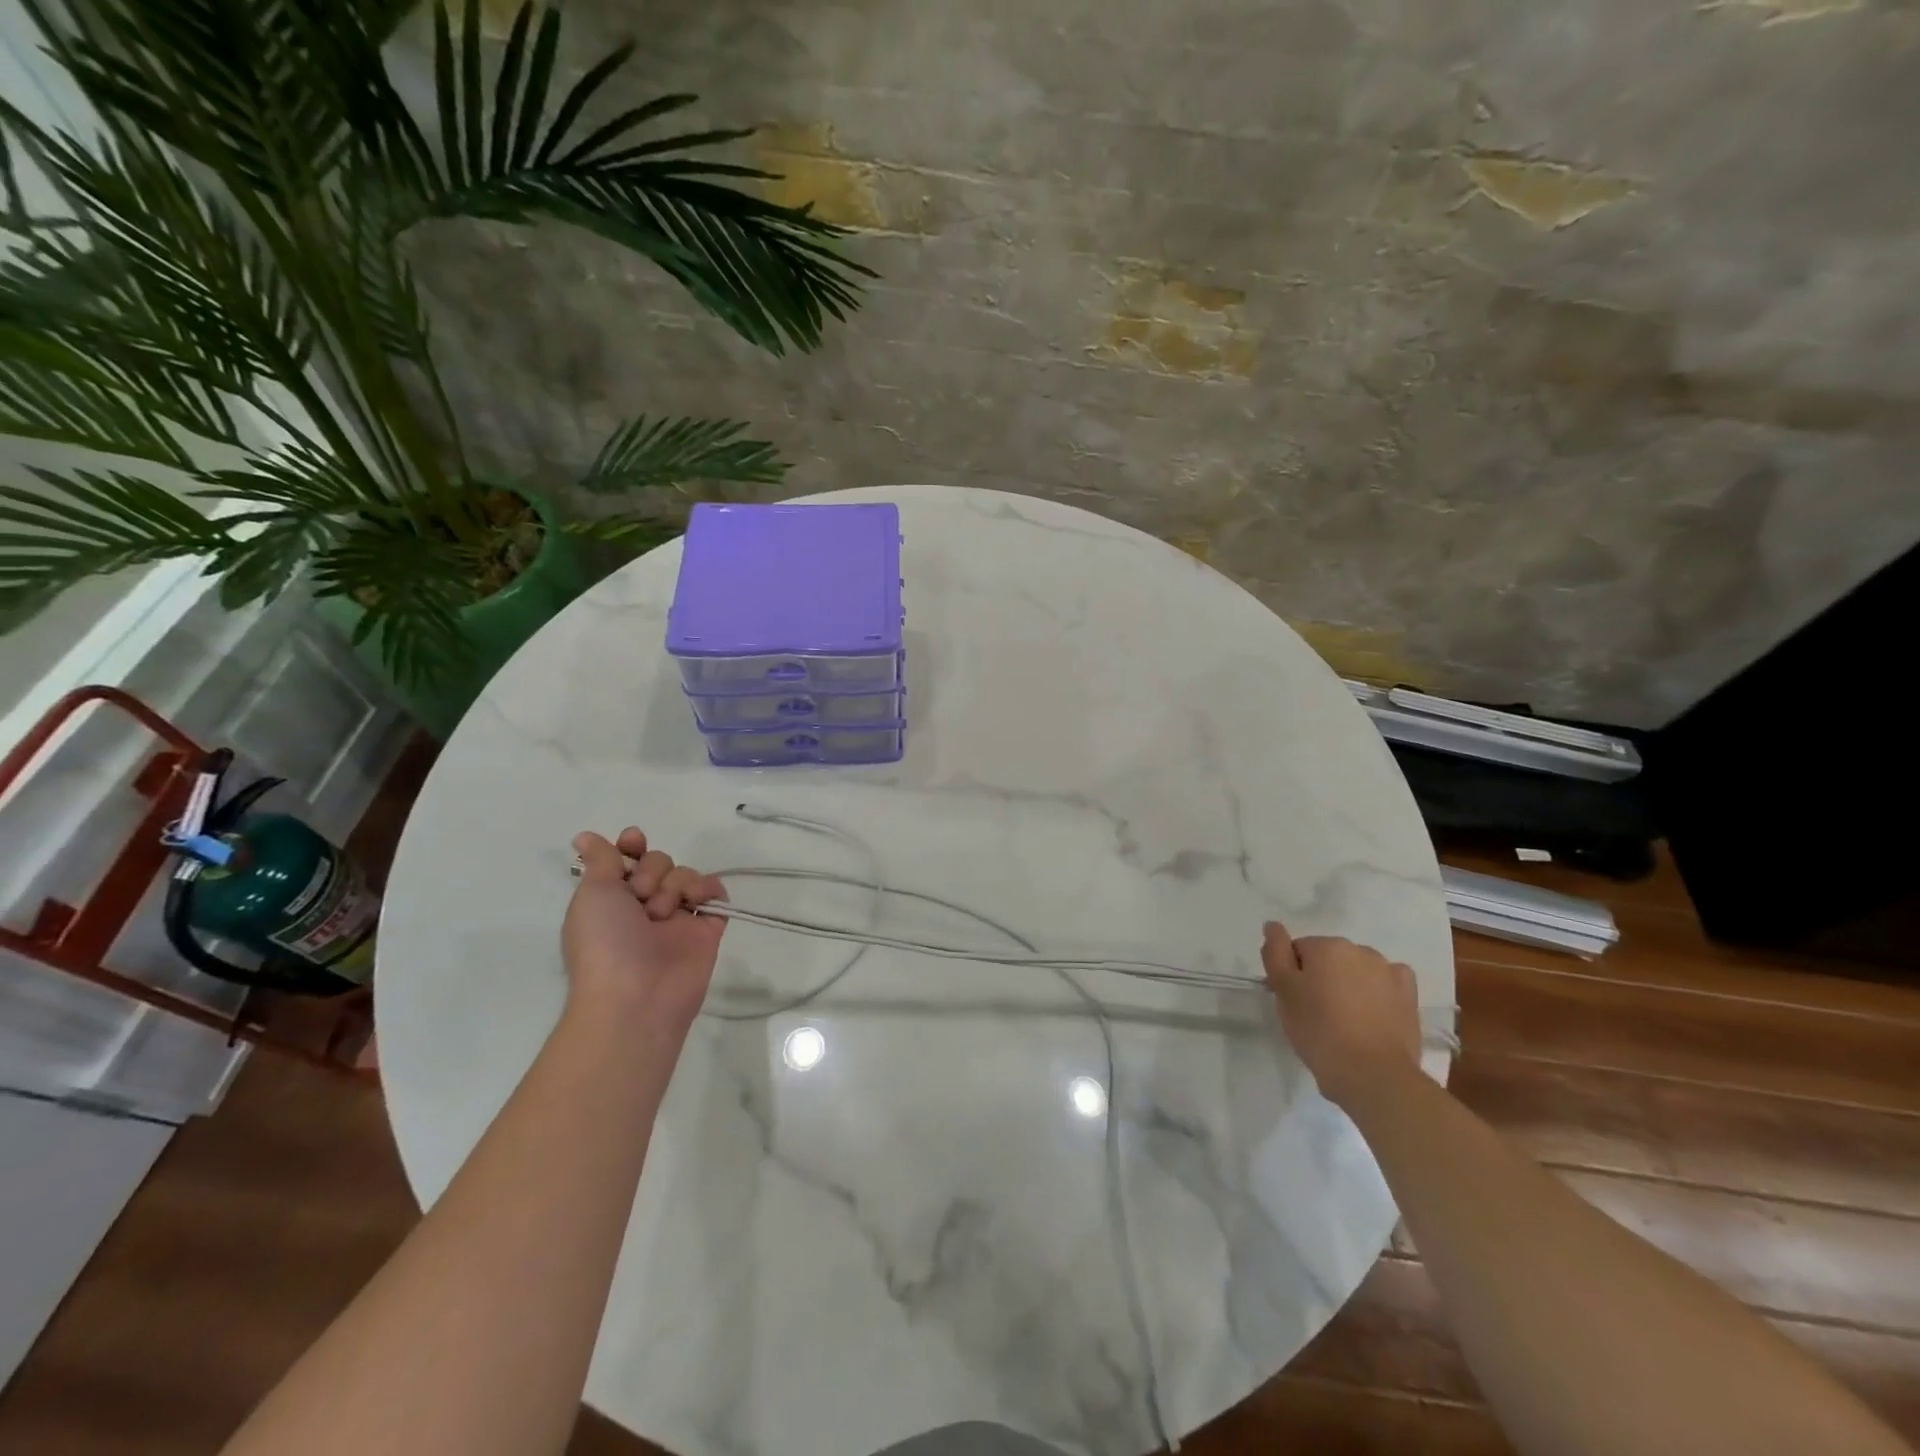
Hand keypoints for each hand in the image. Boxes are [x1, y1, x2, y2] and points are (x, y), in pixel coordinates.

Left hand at [564, 828, 726, 1035]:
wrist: (636, 998)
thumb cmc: (604, 944)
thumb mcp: (592, 894)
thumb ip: (601, 860)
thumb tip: (585, 836)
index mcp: (612, 900)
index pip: (628, 859)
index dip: (632, 846)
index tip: (634, 842)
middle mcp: (644, 906)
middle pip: (659, 861)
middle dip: (651, 871)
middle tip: (641, 898)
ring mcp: (677, 917)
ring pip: (686, 874)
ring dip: (674, 884)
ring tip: (664, 913)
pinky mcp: (707, 928)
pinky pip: (715, 892)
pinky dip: (708, 889)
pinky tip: (695, 902)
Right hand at [1262, 921, 1421, 1109]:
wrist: (1373, 1075)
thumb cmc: (1319, 1031)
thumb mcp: (1283, 991)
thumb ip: (1275, 953)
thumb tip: (1273, 926)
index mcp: (1326, 946)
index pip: (1297, 951)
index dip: (1291, 976)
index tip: (1293, 1002)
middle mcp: (1360, 950)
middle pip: (1328, 958)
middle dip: (1320, 978)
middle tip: (1314, 1014)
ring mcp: (1389, 972)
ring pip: (1357, 970)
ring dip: (1348, 984)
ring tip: (1344, 1021)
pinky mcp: (1409, 996)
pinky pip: (1387, 982)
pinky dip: (1379, 990)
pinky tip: (1373, 1011)